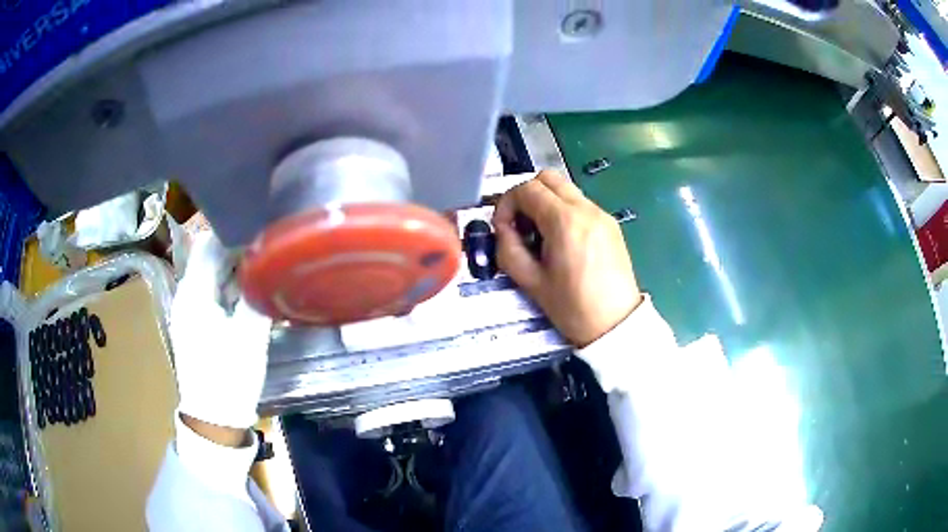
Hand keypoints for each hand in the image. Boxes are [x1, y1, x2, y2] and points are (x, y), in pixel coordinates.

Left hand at [170, 232, 271, 434]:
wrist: (214, 418)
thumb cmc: (229, 376)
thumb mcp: (250, 335)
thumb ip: (256, 295)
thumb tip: (268, 265)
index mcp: (193, 293)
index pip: (207, 243)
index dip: (233, 232)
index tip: (261, 230)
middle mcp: (185, 295)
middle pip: (208, 257)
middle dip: (236, 250)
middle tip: (267, 248)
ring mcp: (188, 311)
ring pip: (210, 276)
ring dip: (233, 269)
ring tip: (262, 268)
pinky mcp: (194, 325)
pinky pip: (210, 293)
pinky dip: (228, 288)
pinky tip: (248, 293)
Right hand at [493, 171, 642, 346]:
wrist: (616, 324)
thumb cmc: (572, 308)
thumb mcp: (530, 282)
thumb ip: (508, 248)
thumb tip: (503, 229)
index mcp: (564, 222)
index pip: (526, 189)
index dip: (507, 204)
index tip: (503, 227)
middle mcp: (586, 209)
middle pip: (547, 178)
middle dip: (526, 195)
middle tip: (520, 224)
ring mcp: (601, 214)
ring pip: (565, 188)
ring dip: (545, 202)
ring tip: (541, 235)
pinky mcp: (610, 223)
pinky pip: (580, 203)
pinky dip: (563, 210)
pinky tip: (562, 241)